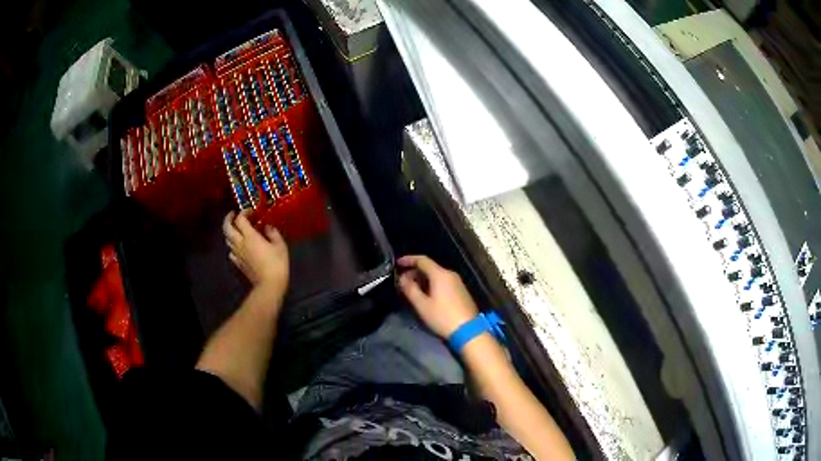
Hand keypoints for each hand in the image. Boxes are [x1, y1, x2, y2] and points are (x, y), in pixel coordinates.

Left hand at [223, 211, 288, 298]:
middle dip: (228, 219)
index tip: (251, 211)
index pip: (240, 219)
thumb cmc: (277, 264)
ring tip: (237, 229)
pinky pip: (231, 252)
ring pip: (227, 239)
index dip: (244, 212)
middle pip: (227, 228)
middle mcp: (240, 243)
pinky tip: (239, 247)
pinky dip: (233, 246)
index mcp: (249, 236)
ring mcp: (237, 254)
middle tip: (233, 214)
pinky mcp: (238, 264)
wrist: (269, 285)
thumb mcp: (280, 245)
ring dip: (230, 232)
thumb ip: (272, 233)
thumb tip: (267, 227)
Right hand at [397, 255, 478, 338]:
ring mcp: (457, 282)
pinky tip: (426, 294)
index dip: (408, 259)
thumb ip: (410, 289)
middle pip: (430, 267)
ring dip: (423, 279)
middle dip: (414, 271)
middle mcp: (450, 274)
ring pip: (436, 275)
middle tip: (402, 281)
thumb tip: (402, 278)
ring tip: (412, 288)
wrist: (468, 330)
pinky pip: (443, 281)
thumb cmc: (442, 317)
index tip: (397, 263)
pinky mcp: (461, 291)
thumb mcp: (422, 305)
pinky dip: (432, 284)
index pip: (422, 260)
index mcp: (440, 274)